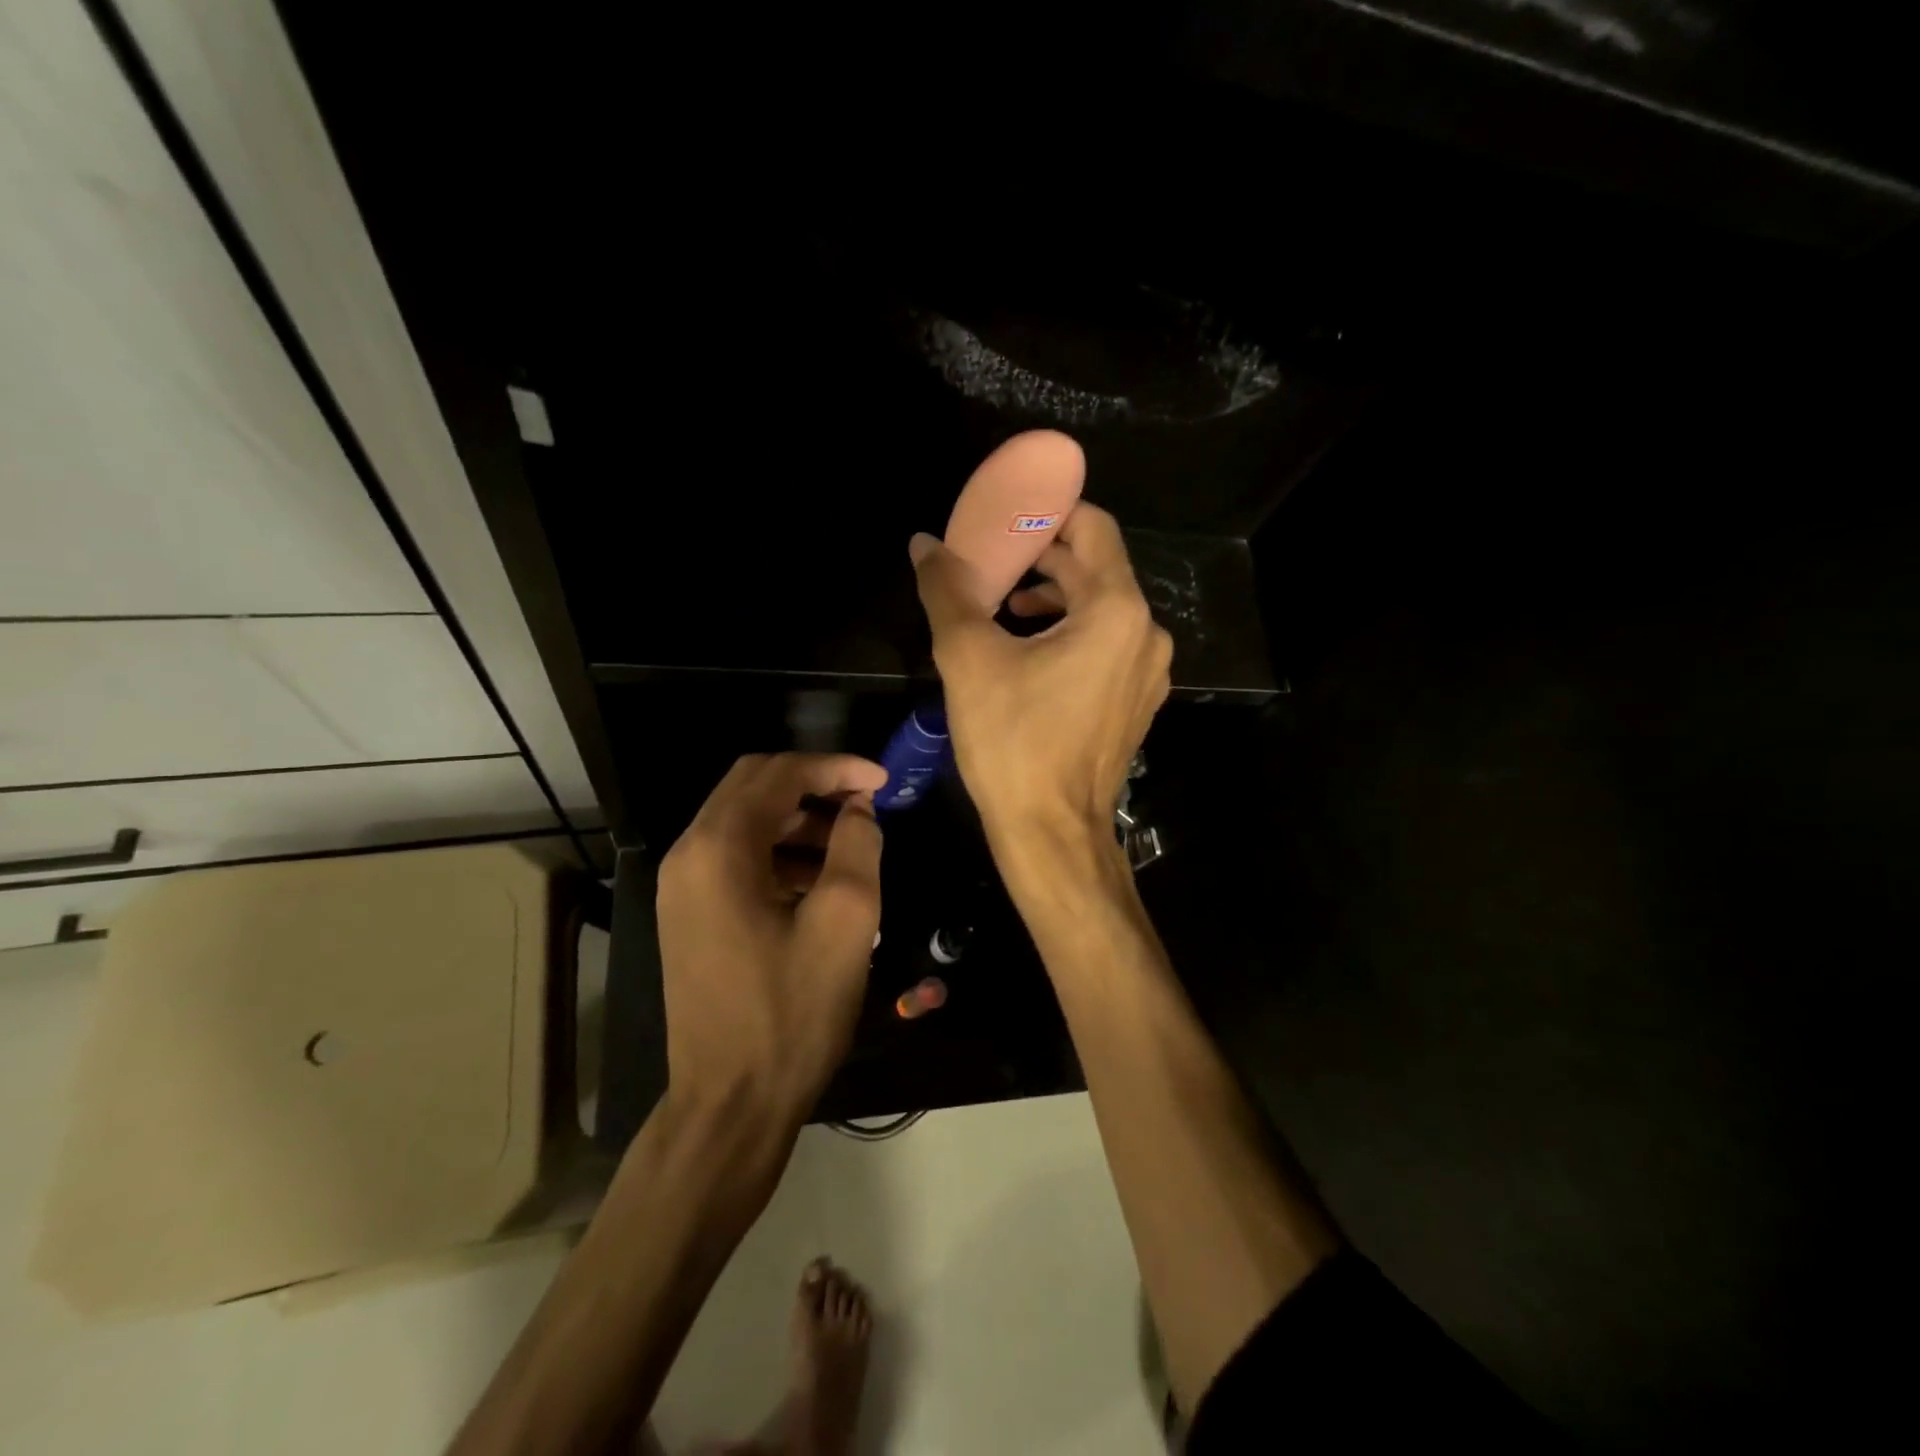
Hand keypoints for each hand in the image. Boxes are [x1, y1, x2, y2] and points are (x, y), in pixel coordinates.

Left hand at [655, 753, 886, 1121]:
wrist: (731, 1104)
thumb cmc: (791, 1013)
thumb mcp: (845, 922)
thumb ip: (858, 847)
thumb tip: (859, 809)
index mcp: (718, 850)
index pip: (778, 774)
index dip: (835, 767)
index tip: (883, 781)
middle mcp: (688, 856)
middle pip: (753, 787)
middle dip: (814, 785)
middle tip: (866, 802)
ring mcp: (682, 888)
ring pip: (744, 822)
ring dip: (798, 820)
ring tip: (852, 844)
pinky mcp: (689, 915)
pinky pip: (736, 858)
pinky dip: (779, 852)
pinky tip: (820, 882)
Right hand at [910, 503, 1172, 858]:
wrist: (1051, 833)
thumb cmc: (1012, 743)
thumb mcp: (969, 659)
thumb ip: (947, 591)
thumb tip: (924, 543)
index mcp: (1116, 611)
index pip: (1092, 528)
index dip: (1050, 512)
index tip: (1009, 514)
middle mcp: (1146, 633)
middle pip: (1097, 568)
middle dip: (1045, 557)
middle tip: (995, 559)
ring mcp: (1147, 672)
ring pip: (1103, 608)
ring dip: (1056, 596)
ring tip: (1006, 606)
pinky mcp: (1136, 702)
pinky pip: (1108, 644)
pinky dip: (1072, 632)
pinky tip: (1030, 652)